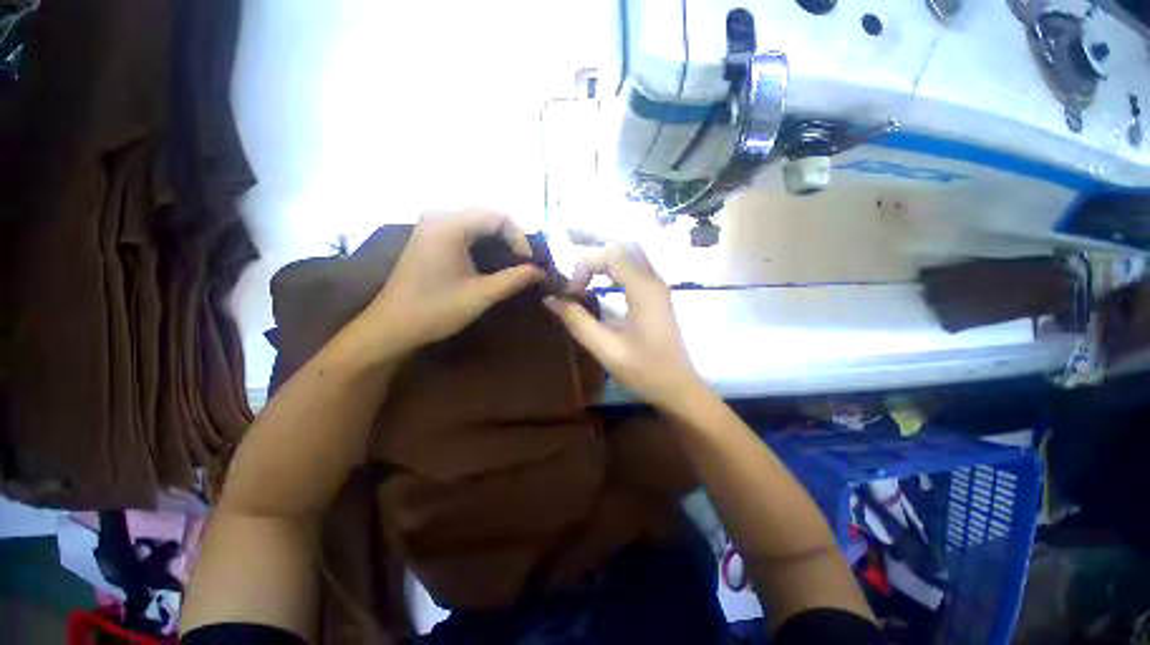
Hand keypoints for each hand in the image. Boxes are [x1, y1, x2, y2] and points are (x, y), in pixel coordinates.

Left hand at [356, 209, 542, 356]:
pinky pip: (464, 230)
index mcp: (450, 225)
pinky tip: (491, 261)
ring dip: (498, 240)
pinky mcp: (429, 238)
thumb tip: (540, 271)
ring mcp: (431, 226)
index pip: (498, 216)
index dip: (520, 237)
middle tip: (524, 262)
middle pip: (487, 216)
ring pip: (477, 223)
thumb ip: (514, 279)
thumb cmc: (436, 309)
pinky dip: (483, 243)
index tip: (529, 262)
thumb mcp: (481, 295)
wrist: (392, 326)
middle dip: (511, 238)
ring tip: (513, 263)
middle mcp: (440, 217)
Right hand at [544, 244, 702, 409]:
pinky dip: (614, 270)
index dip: (585, 266)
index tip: (572, 293)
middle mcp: (653, 281)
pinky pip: (635, 268)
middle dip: (595, 256)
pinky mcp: (657, 296)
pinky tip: (602, 285)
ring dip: (604, 261)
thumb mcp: (606, 349)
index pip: (611, 255)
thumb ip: (577, 322)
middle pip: (623, 247)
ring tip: (585, 279)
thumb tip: (550, 300)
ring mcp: (658, 287)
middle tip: (577, 279)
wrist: (678, 388)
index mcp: (643, 290)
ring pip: (631, 254)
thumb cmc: (644, 371)